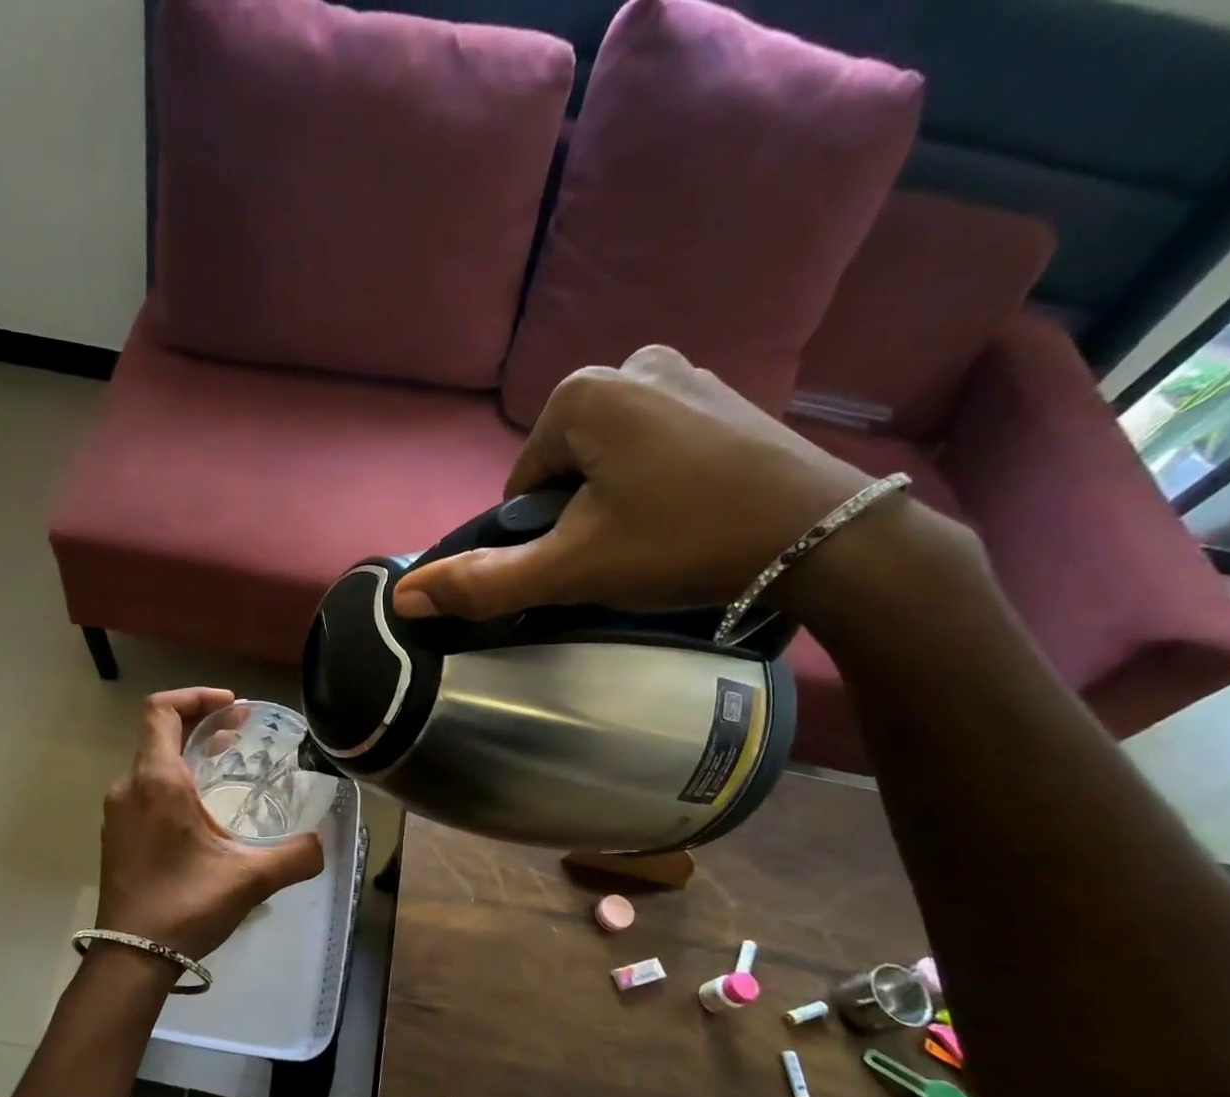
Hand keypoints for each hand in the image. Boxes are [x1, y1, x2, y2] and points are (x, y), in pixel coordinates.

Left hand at [96, 688, 324, 962]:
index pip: (161, 710)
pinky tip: (202, 809)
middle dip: (200, 723)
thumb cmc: (186, 906)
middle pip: (159, 733)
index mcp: (158, 781)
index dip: (196, 696)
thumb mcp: (250, 879)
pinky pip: (145, 789)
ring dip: (188, 754)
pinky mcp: (116, 835)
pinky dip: (174, 781)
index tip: (233, 706)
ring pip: (152, 763)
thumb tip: (323, 844)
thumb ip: (295, 856)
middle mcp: (130, 787)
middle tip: (240, 731)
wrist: (130, 958)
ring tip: (226, 764)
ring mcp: (118, 812)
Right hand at [392, 346, 880, 619]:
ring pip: (609, 456)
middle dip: (578, 513)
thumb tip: (403, 598)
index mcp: (583, 392)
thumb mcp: (575, 569)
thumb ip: (486, 582)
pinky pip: (655, 444)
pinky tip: (690, 512)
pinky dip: (655, 480)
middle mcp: (631, 364)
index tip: (586, 560)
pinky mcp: (724, 395)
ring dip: (615, 499)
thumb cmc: (685, 543)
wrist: (825, 539)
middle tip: (624, 552)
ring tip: (658, 536)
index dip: (542, 534)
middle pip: (564, 466)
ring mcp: (685, 373)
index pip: (522, 483)